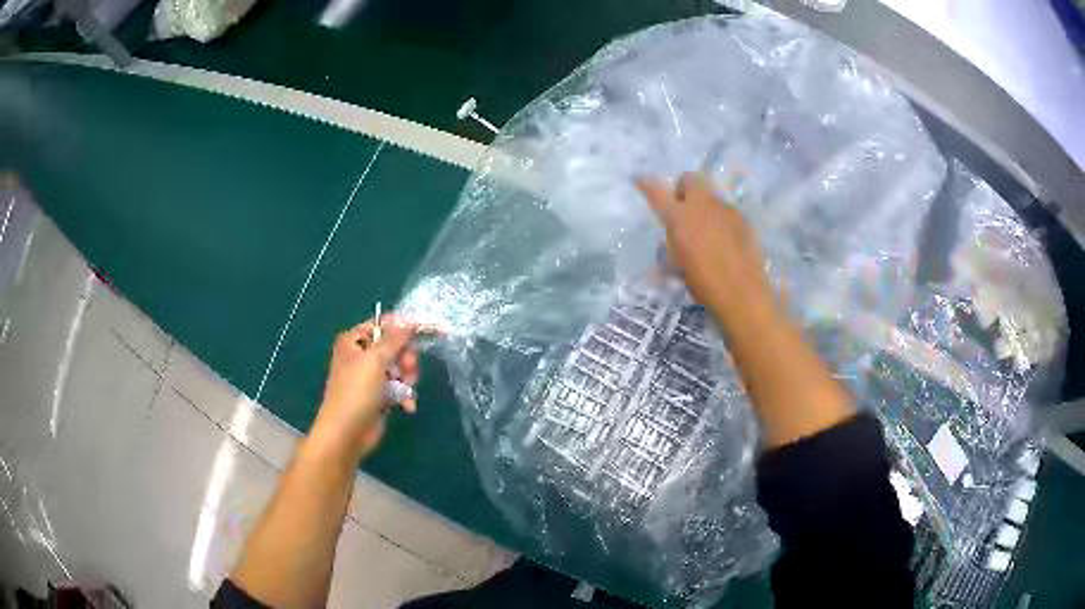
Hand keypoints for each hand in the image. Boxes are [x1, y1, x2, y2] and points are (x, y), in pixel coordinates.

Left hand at [311, 315, 419, 460]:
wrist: (346, 433)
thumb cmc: (356, 392)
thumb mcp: (375, 360)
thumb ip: (394, 339)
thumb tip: (409, 320)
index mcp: (354, 341)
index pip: (383, 324)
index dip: (404, 327)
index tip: (426, 331)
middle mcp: (361, 355)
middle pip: (395, 346)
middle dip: (405, 359)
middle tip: (408, 370)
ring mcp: (370, 376)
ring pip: (399, 367)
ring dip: (407, 379)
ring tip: (406, 391)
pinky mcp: (379, 395)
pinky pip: (399, 387)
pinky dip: (404, 395)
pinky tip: (407, 406)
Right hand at [637, 172, 774, 321]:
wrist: (742, 291)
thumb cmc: (702, 282)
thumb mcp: (677, 266)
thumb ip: (672, 245)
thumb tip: (672, 240)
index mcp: (678, 216)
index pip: (655, 191)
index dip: (645, 184)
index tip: (639, 179)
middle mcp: (700, 205)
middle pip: (689, 179)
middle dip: (684, 189)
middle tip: (683, 210)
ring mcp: (724, 209)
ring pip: (710, 195)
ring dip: (704, 206)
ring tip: (707, 230)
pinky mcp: (743, 218)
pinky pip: (727, 211)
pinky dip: (722, 220)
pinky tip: (726, 240)